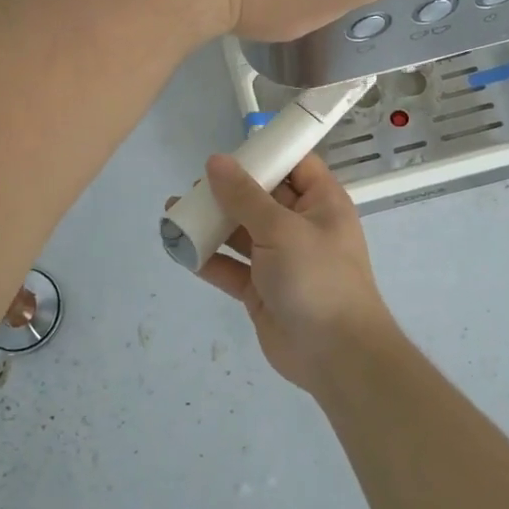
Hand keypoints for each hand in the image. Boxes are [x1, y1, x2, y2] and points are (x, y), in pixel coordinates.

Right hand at [191, 152, 395, 392]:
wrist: (335, 355)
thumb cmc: (317, 278)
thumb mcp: (281, 229)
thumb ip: (245, 196)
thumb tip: (216, 161)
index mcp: (321, 203)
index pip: (295, 165)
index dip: (265, 154)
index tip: (229, 152)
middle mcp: (301, 226)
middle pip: (260, 197)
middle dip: (226, 191)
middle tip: (193, 188)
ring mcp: (280, 259)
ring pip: (241, 232)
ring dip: (210, 223)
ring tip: (174, 212)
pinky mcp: (261, 289)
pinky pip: (230, 266)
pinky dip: (207, 258)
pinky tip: (179, 246)